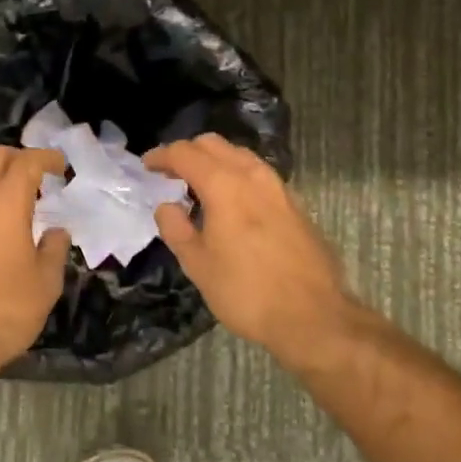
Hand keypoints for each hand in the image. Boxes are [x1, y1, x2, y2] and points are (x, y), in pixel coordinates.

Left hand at [0, 145, 70, 379]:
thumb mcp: (44, 285)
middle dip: (17, 158)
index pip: (27, 161)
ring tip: (7, 199)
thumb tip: (56, 231)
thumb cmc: (2, 311)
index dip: (47, 158)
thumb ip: (54, 250)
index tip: (60, 166)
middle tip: (35, 177)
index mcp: (5, 202)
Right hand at [144, 135, 359, 356]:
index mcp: (224, 185)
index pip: (185, 154)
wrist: (314, 316)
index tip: (146, 166)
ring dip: (215, 161)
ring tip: (199, 186)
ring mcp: (279, 187)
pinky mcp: (295, 204)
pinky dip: (237, 175)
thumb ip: (176, 229)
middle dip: (188, 152)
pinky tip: (232, 202)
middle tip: (170, 174)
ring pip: (240, 156)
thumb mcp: (198, 266)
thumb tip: (167, 206)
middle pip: (214, 144)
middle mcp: (253, 176)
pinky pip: (258, 174)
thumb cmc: (247, 292)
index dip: (161, 156)